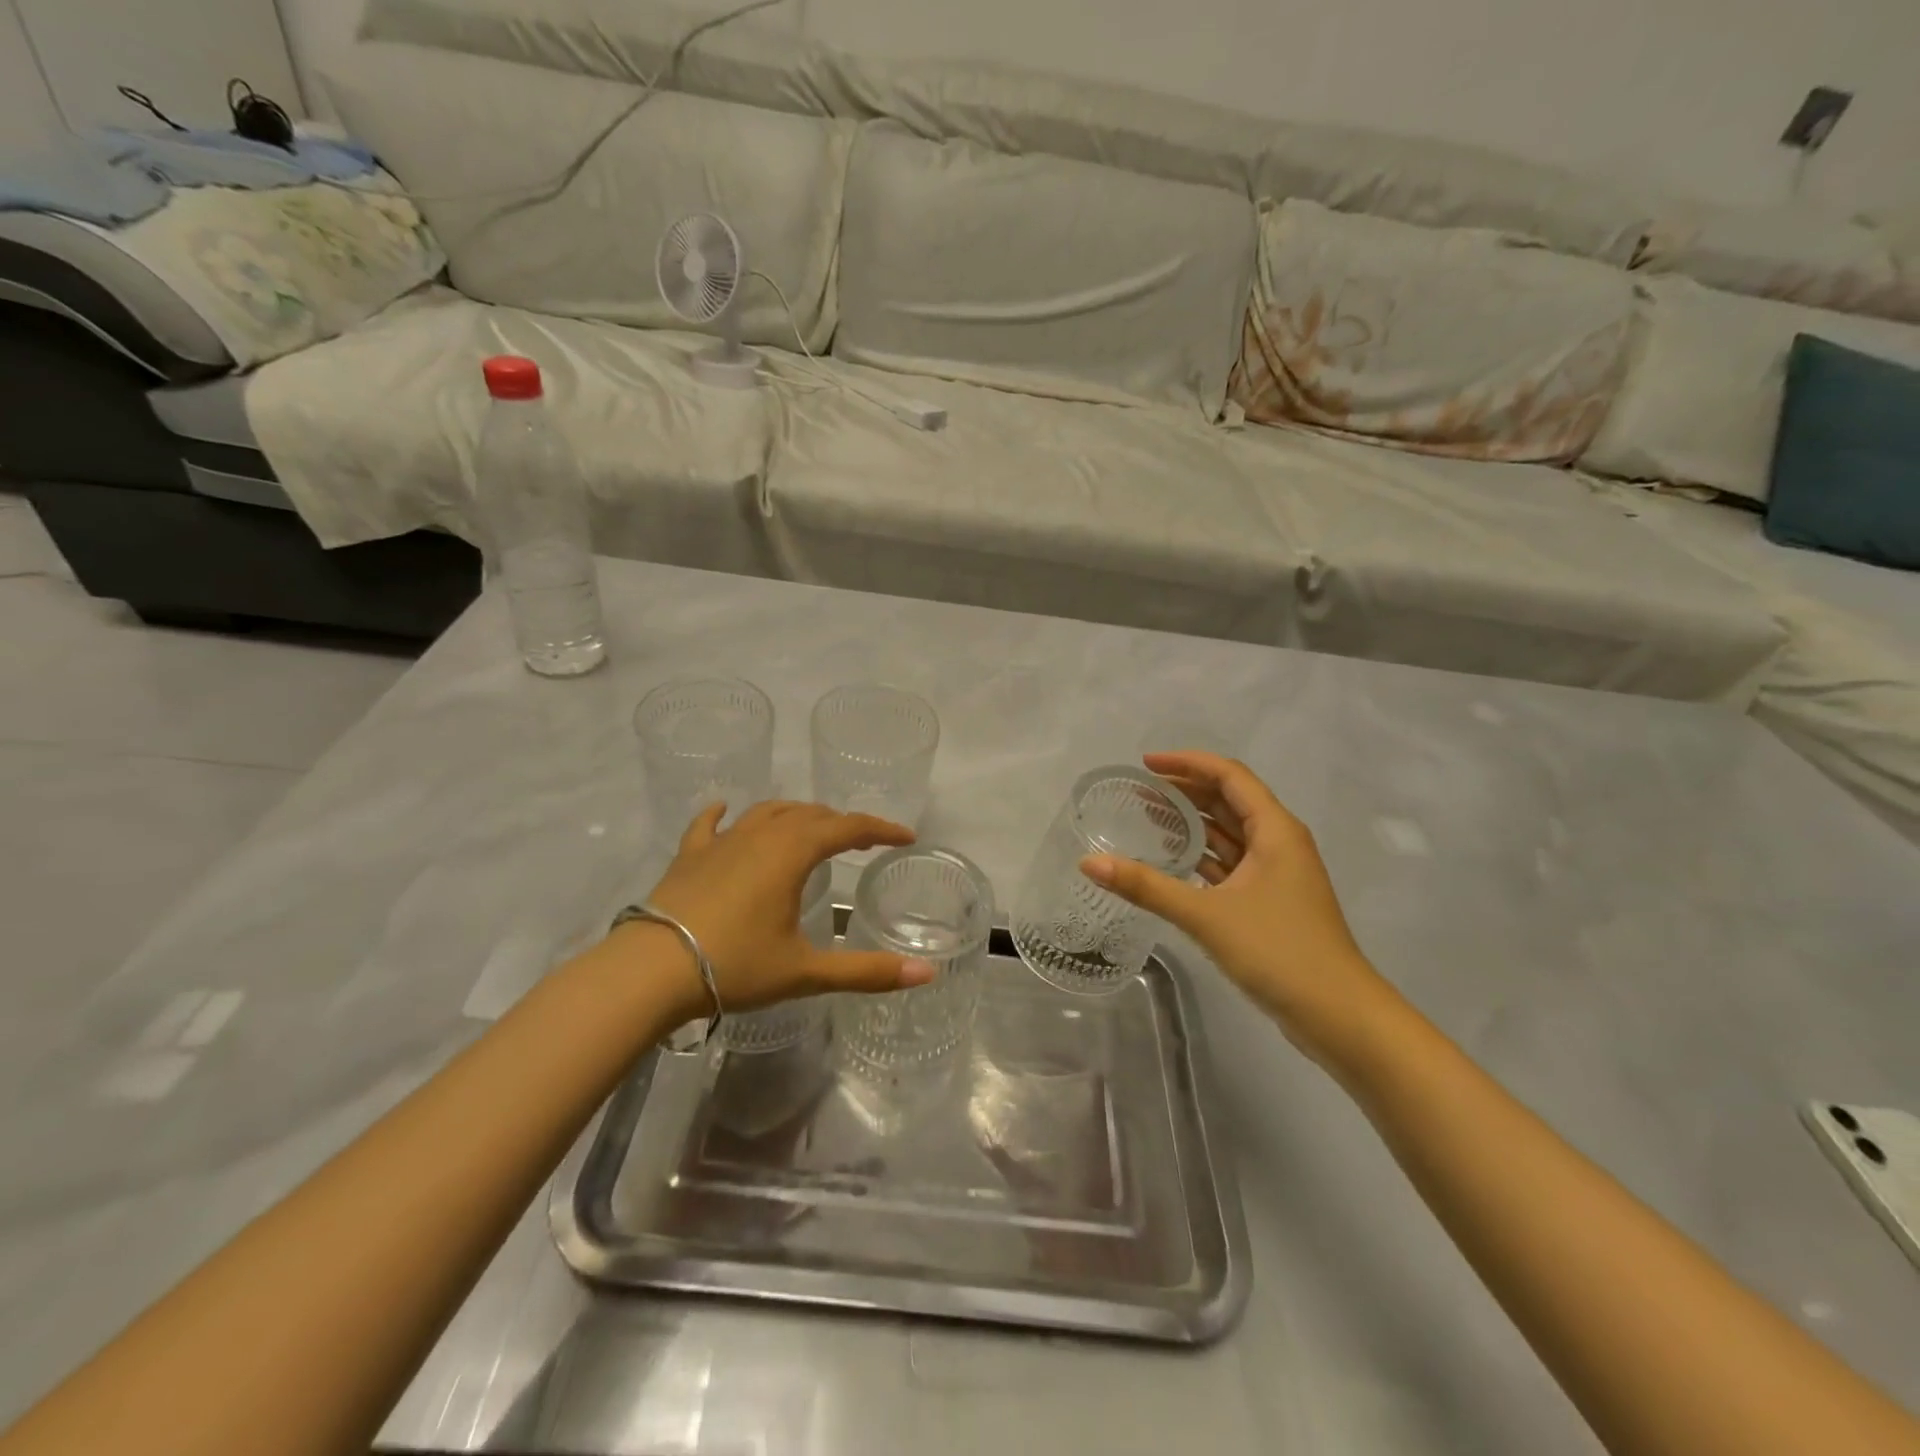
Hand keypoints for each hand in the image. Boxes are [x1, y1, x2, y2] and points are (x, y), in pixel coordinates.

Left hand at [642, 800, 934, 1013]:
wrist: (651, 971)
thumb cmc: (735, 966)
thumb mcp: (805, 972)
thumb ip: (867, 972)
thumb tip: (927, 974)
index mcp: (793, 852)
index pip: (849, 827)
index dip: (881, 829)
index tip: (905, 837)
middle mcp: (760, 835)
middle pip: (810, 814)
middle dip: (841, 823)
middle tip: (861, 842)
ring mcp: (721, 842)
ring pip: (767, 812)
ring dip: (796, 815)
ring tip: (810, 828)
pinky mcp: (689, 856)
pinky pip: (710, 825)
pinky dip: (723, 815)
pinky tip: (725, 810)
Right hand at [1082, 752, 1400, 1065]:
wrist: (1339, 1015)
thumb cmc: (1278, 951)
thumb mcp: (1206, 915)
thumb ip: (1146, 887)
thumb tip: (1089, 863)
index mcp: (1275, 830)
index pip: (1229, 776)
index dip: (1187, 763)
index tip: (1145, 764)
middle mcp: (1280, 842)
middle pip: (1229, 800)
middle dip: (1186, 791)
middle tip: (1138, 792)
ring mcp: (1278, 874)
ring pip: (1231, 834)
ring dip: (1193, 823)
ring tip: (1147, 819)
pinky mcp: (1272, 901)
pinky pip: (1232, 863)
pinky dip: (1203, 856)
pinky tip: (1173, 863)